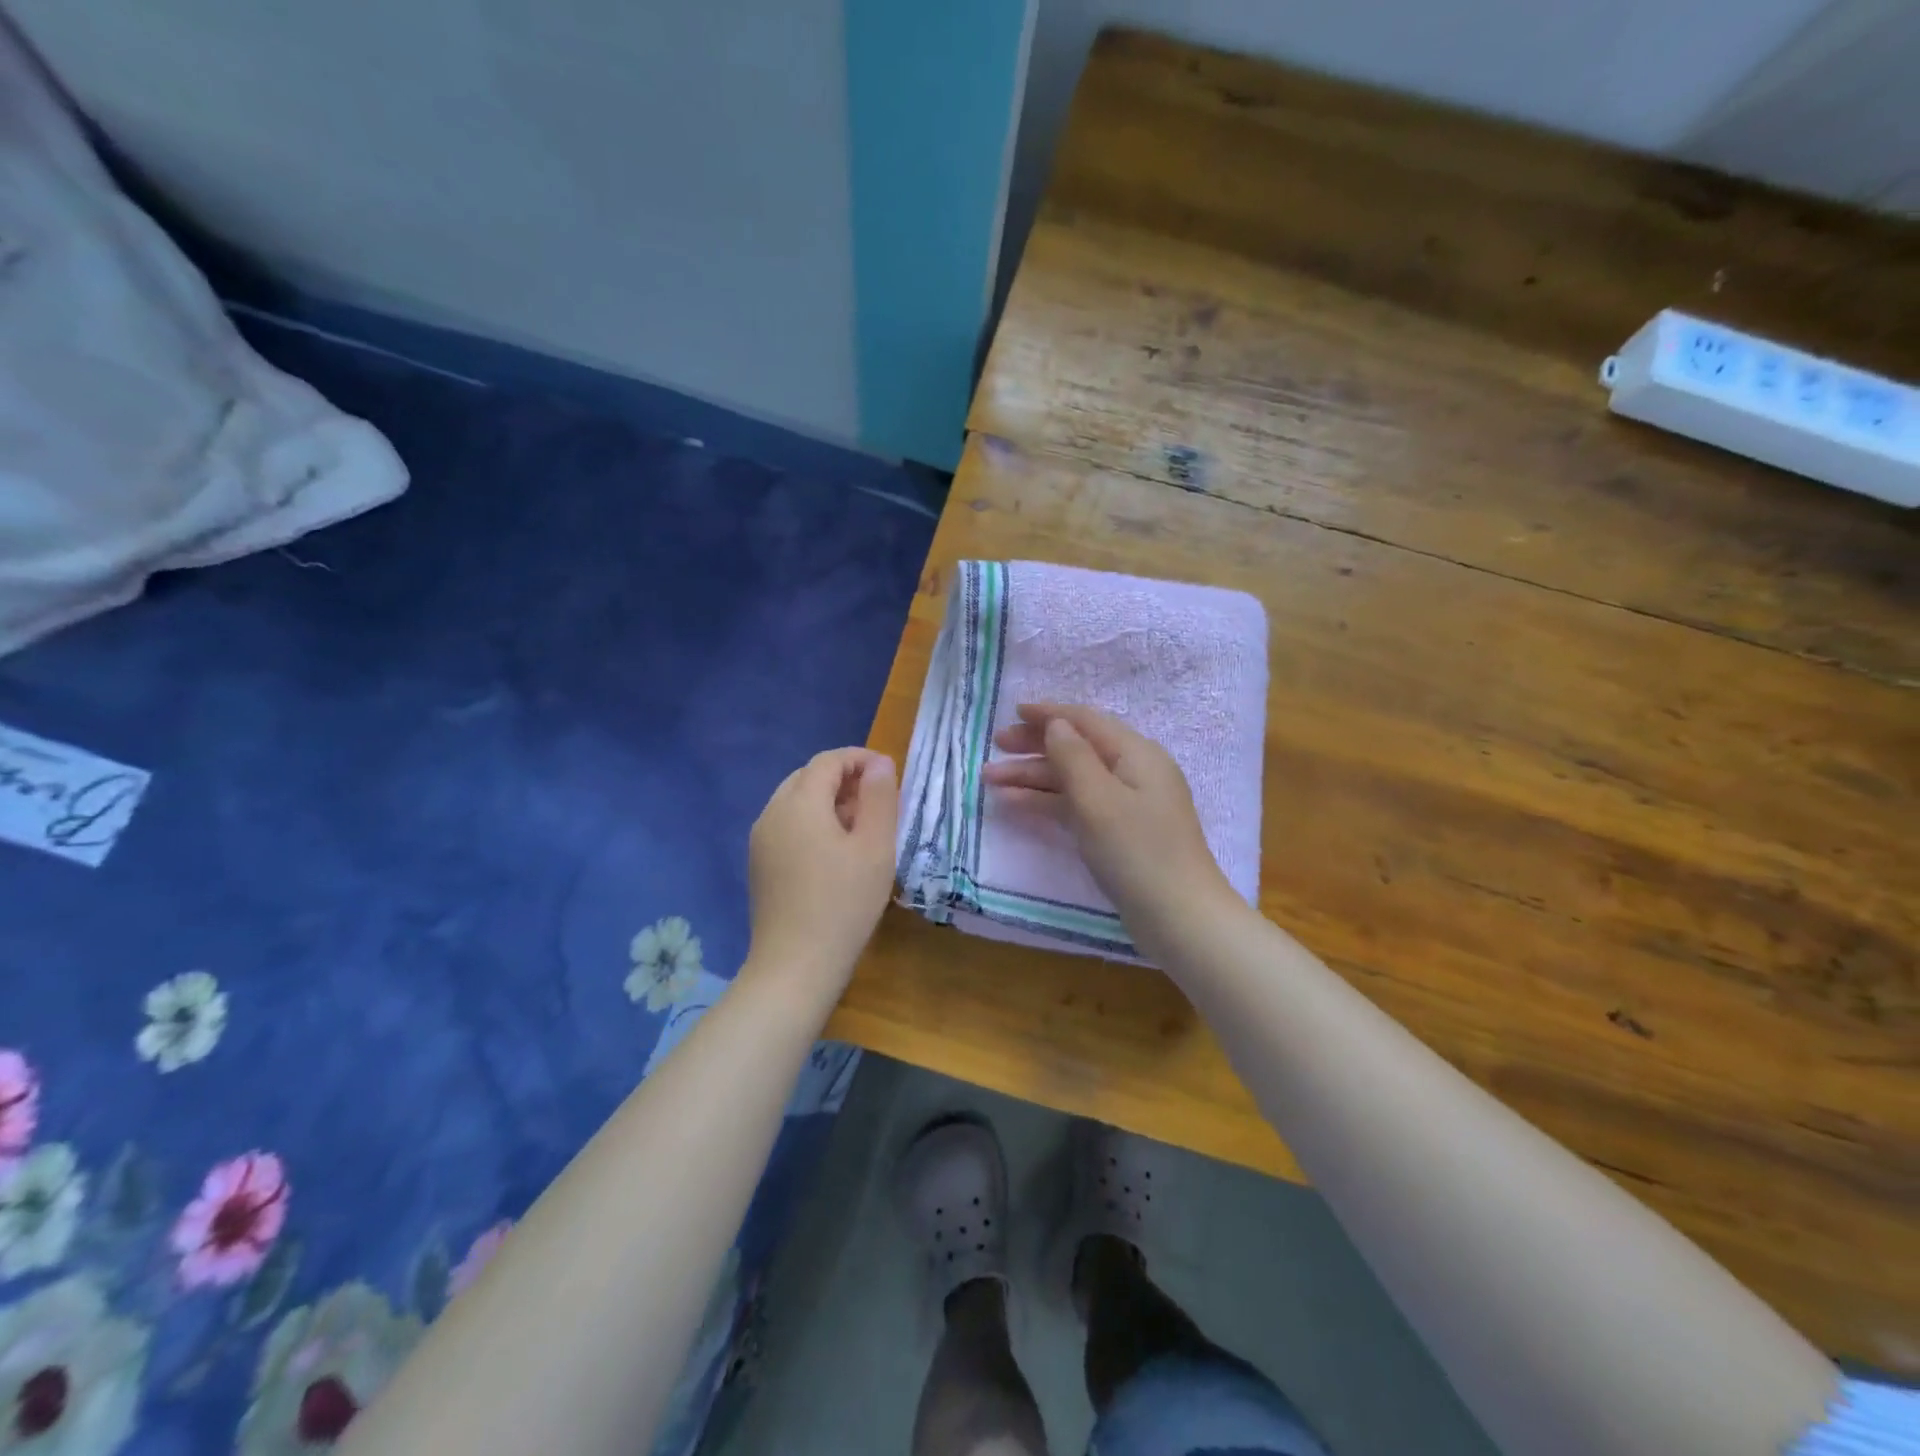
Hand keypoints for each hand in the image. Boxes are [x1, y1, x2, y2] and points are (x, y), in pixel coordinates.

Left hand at [745, 747, 898, 995]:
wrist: (795, 965)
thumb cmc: (844, 903)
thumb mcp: (875, 847)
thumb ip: (879, 798)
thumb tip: (878, 764)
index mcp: (799, 803)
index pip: (828, 761)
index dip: (859, 758)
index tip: (888, 773)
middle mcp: (772, 813)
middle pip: (808, 777)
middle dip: (843, 778)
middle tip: (877, 800)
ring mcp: (760, 840)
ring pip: (795, 801)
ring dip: (827, 800)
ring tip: (860, 825)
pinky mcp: (759, 864)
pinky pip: (787, 825)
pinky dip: (812, 822)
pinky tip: (834, 851)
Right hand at [982, 704, 1233, 934]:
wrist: (1179, 918)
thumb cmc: (1138, 851)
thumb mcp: (1098, 799)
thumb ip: (1073, 756)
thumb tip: (1056, 724)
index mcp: (1136, 754)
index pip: (1086, 721)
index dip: (1048, 714)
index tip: (1012, 712)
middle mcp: (1133, 772)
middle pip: (1077, 748)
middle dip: (1035, 746)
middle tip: (996, 747)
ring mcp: (1126, 804)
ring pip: (1072, 779)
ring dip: (1033, 777)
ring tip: (991, 779)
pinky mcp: (1118, 833)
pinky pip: (1077, 805)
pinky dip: (1047, 802)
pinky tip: (1015, 803)